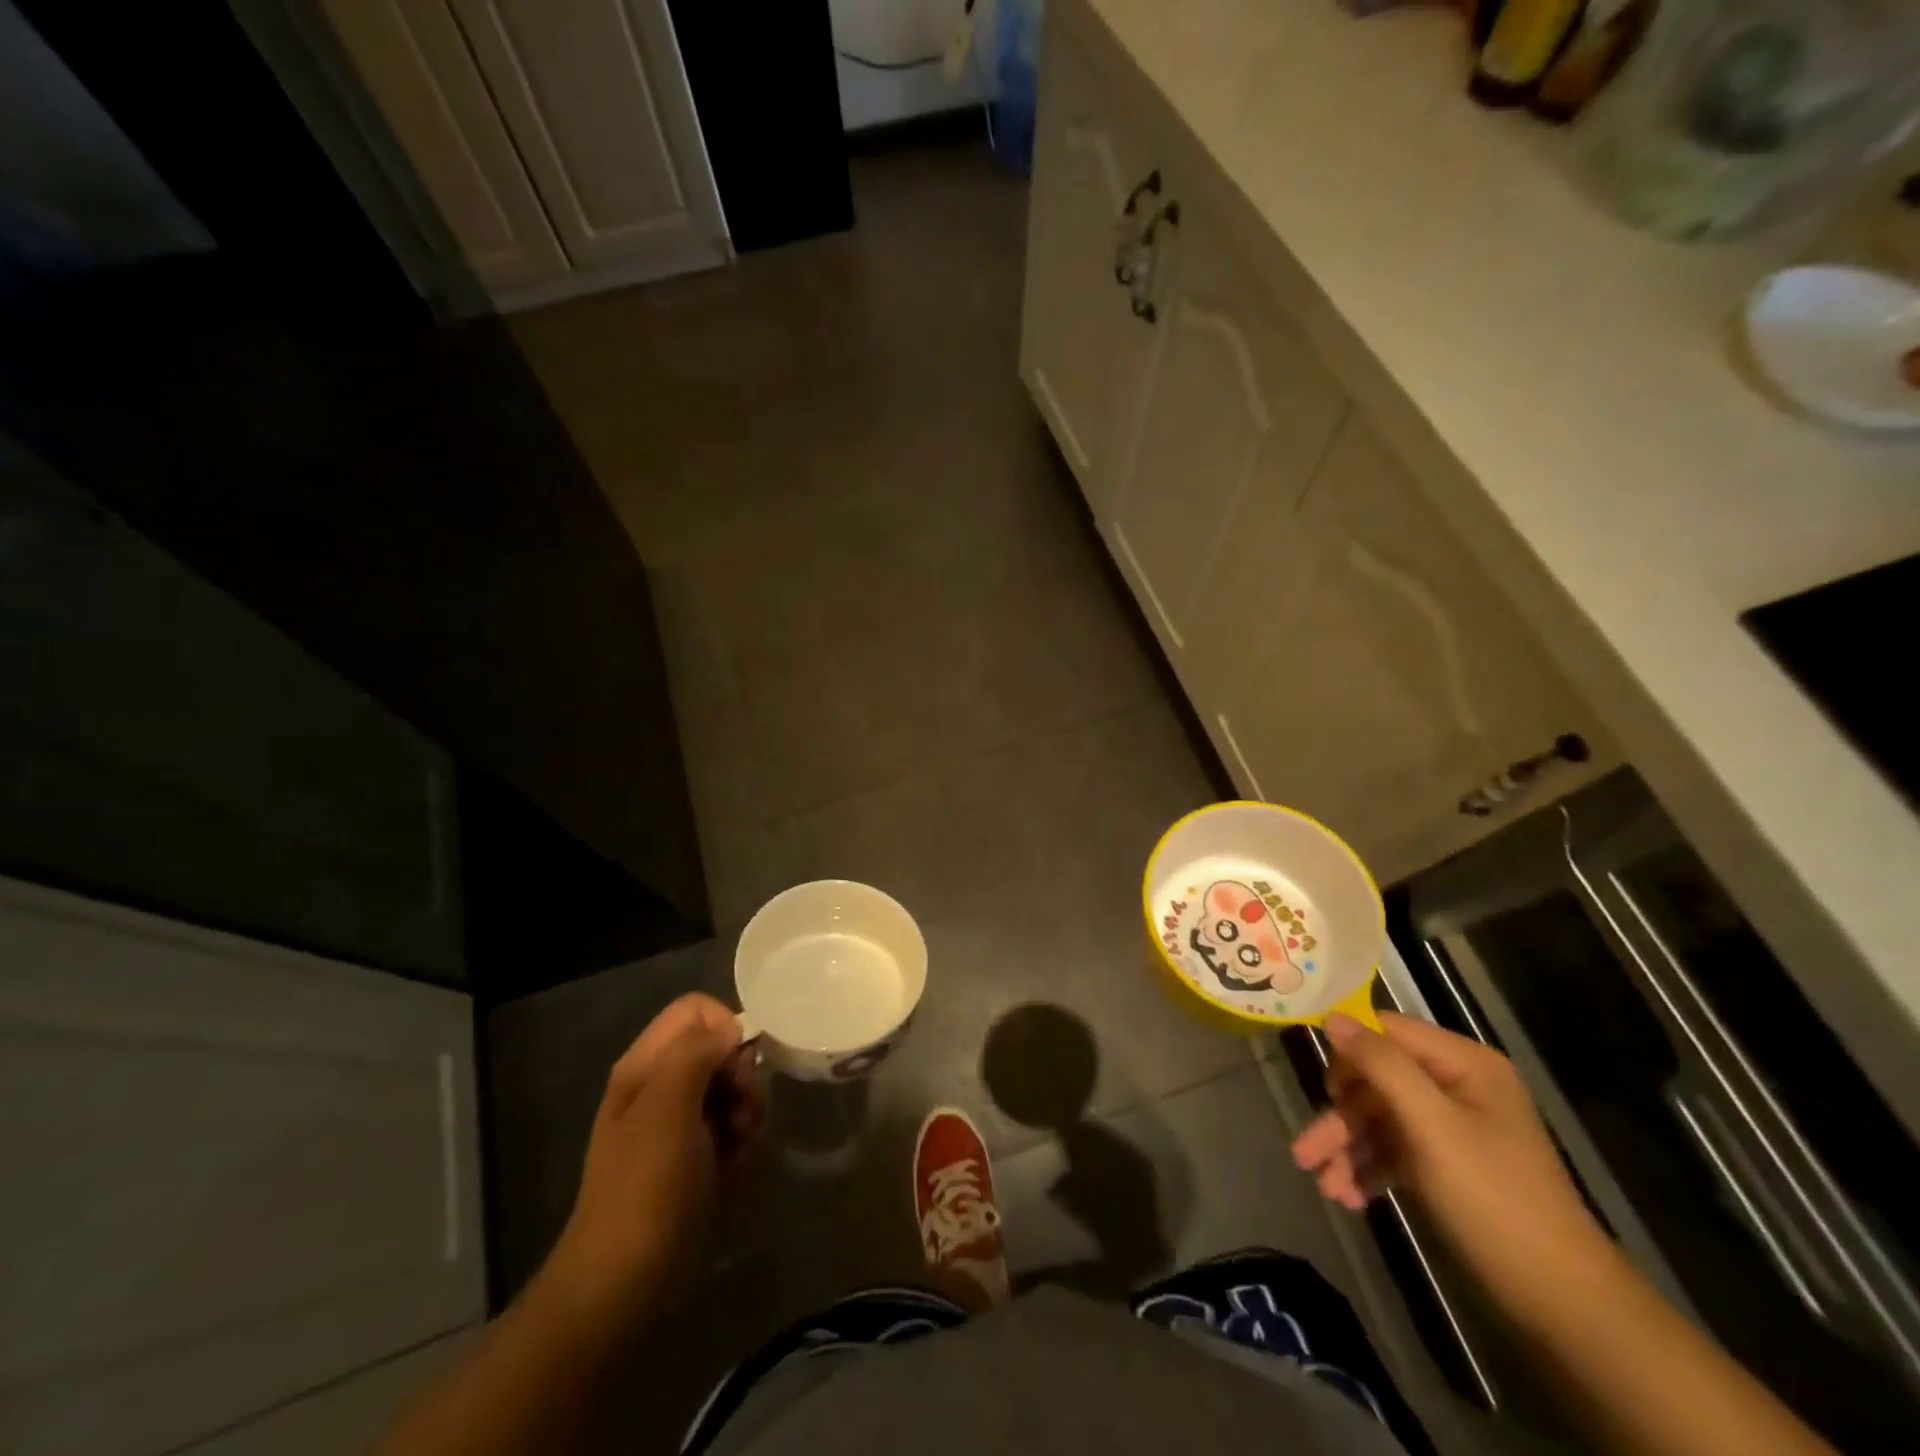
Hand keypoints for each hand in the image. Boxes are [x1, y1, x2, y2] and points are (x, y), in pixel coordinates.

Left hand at [545, 994, 764, 1318]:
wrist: (622, 1286)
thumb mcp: (666, 1108)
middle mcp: (660, 1086)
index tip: (739, 1065)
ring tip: (741, 1143)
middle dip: (741, 1073)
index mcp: (645, 1066)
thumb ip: (695, 1053)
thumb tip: (730, 1030)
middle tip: (744, 1110)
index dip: (725, 1026)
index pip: (695, 1010)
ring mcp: (676, 1124)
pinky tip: (735, 1166)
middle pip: (718, 1047)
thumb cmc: (644, 1189)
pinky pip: (731, 1126)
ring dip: (747, 1109)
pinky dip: (741, 1140)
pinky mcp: (694, 1158)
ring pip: (730, 1087)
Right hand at [1291, 1010, 1611, 1311]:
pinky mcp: (1445, 1164)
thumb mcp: (1432, 1126)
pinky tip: (1347, 1196)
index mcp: (1463, 1064)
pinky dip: (1368, 1169)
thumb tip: (1331, 1017)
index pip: (1386, 1032)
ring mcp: (1451, 1127)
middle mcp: (1456, 1086)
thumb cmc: (1494, 1200)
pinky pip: (1394, 1150)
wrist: (1562, 1303)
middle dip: (1341, 1117)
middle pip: (1377, 1080)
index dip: (1348, 1053)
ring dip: (1348, 1148)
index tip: (1321, 1086)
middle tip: (1306, 1152)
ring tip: (1321, 1184)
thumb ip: (1381, 1065)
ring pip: (1379, 1119)